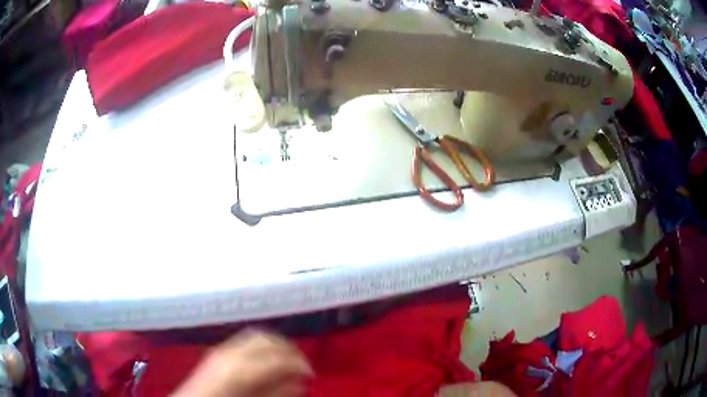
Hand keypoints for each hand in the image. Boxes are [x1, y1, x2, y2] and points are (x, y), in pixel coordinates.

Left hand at [172, 329, 312, 396]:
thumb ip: (276, 393)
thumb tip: (299, 381)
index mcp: (240, 369)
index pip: (278, 357)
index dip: (300, 363)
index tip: (311, 374)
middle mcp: (230, 352)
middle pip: (266, 339)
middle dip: (289, 349)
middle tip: (302, 365)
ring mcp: (221, 349)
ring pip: (255, 335)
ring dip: (276, 344)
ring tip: (287, 360)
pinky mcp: (217, 351)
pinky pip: (244, 341)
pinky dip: (261, 345)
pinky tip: (267, 359)